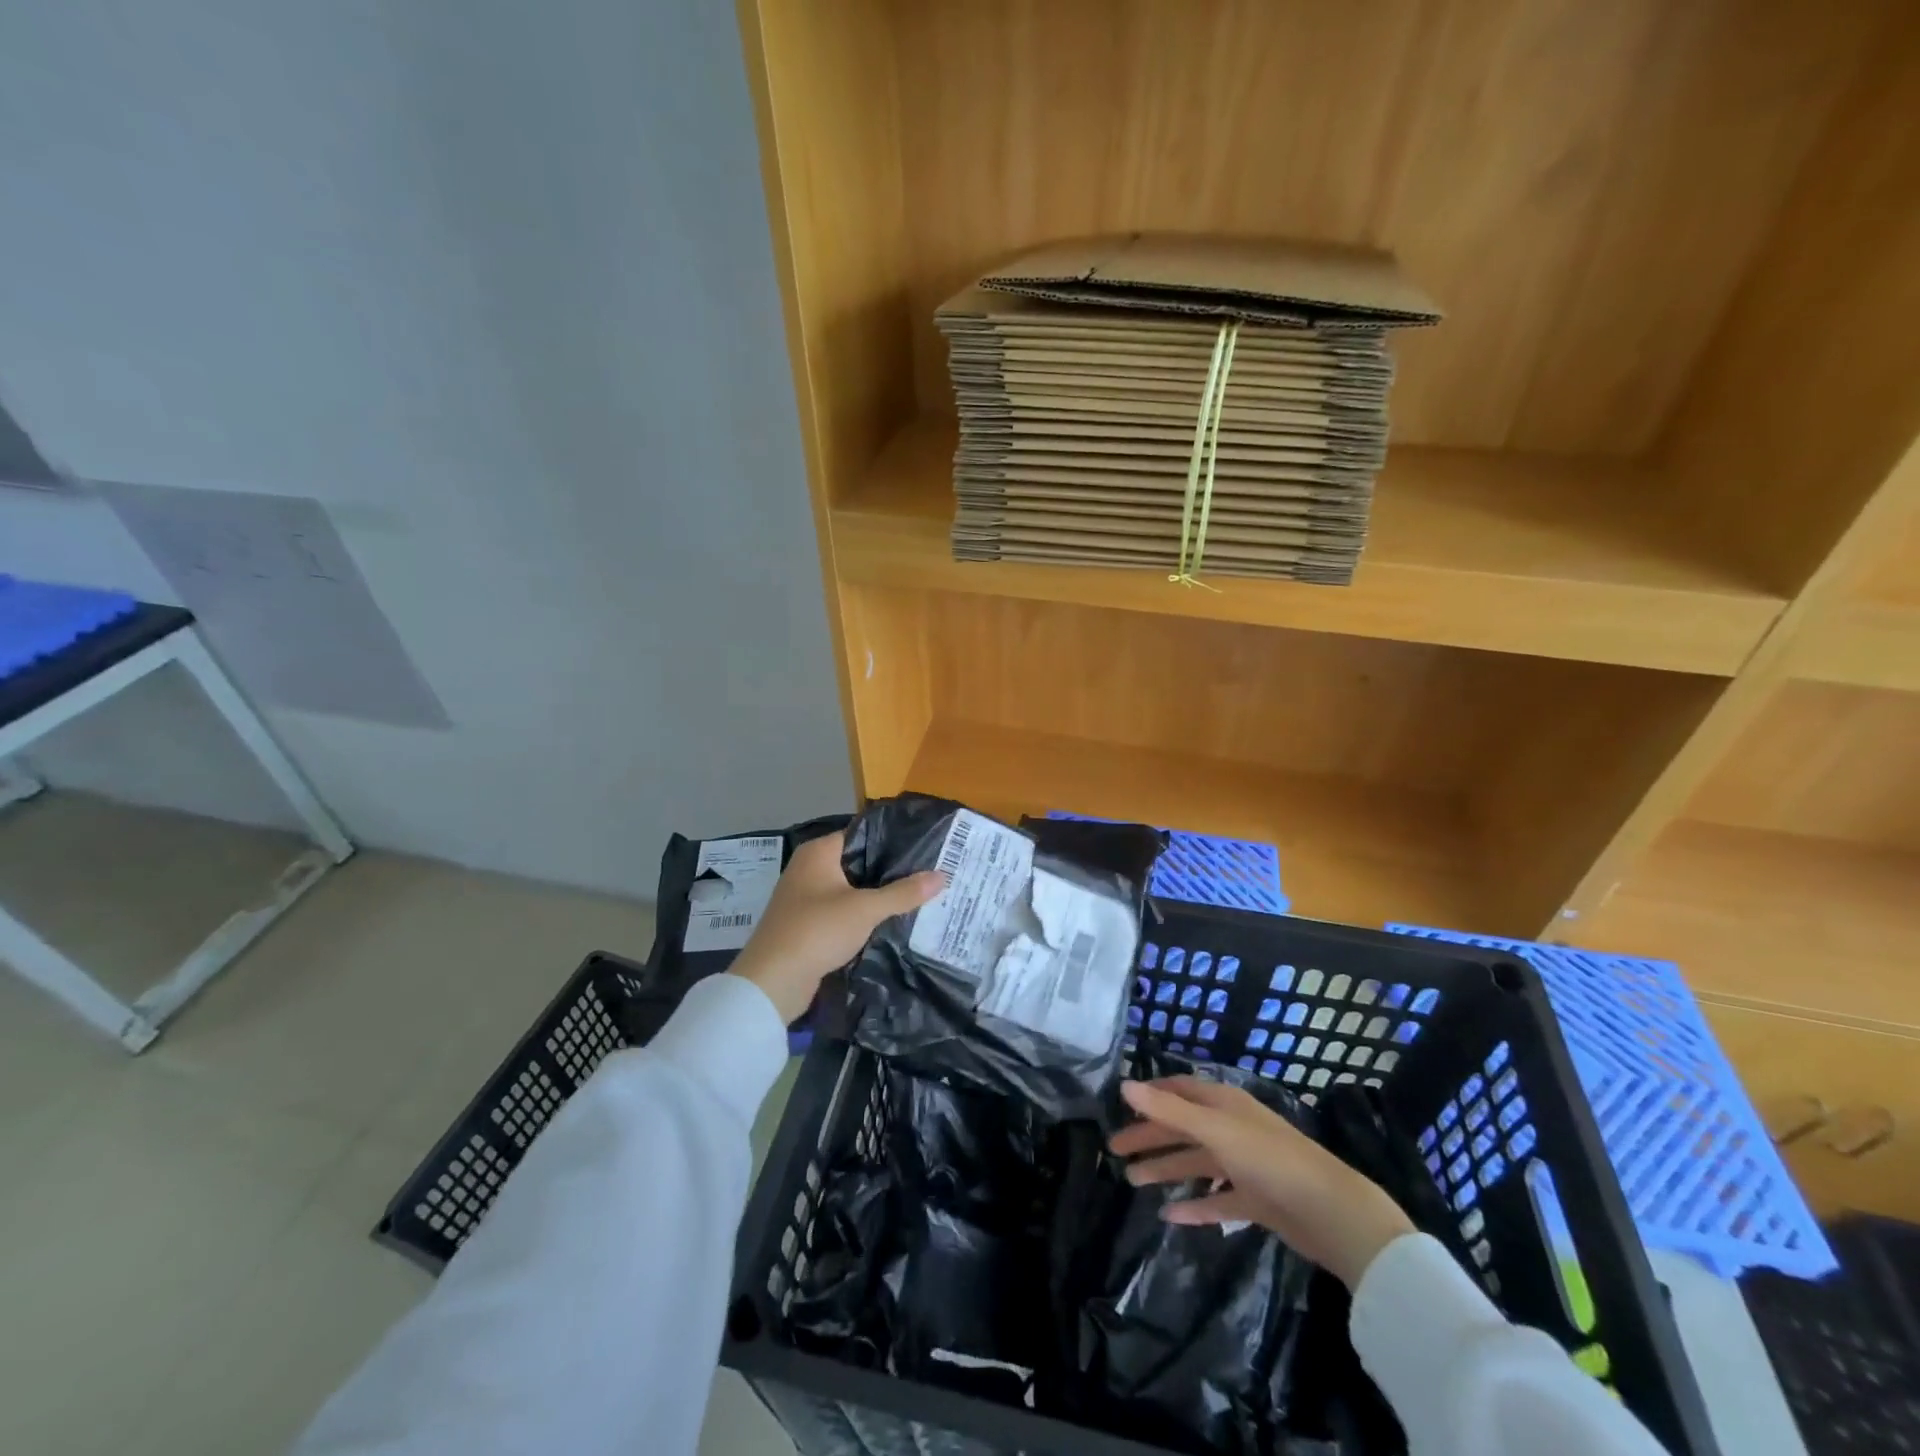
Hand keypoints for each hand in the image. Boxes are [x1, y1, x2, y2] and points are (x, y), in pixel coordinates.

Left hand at [728, 833, 944, 1023]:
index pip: (862, 834)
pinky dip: (861, 917)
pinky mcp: (806, 925)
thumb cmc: (817, 930)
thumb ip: (903, 892)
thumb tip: (942, 875)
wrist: (772, 982)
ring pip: (850, 890)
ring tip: (916, 898)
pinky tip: (889, 923)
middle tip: (928, 875)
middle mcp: (809, 868)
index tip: (924, 848)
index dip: (892, 841)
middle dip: (889, 872)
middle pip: (857, 863)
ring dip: (876, 897)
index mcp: (818, 852)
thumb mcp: (866, 909)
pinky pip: (841, 913)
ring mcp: (805, 898)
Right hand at [1109, 1077, 1414, 1288]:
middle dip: (1149, 1137)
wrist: (1331, 1213)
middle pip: (1182, 1128)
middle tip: (1114, 1151)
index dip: (1150, 1096)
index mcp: (1223, 1104)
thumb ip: (1168, 1111)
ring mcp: (1244, 1165)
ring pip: (1196, 1163)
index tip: (1120, 1106)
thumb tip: (1122, 1085)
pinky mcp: (1255, 1200)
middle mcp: (1232, 1128)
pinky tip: (1170, 1215)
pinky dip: (1194, 1205)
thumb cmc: (1270, 1160)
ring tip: (1132, 1181)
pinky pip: (1216, 1200)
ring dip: (1165, 1169)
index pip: (1178, 1091)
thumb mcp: (1215, 1131)